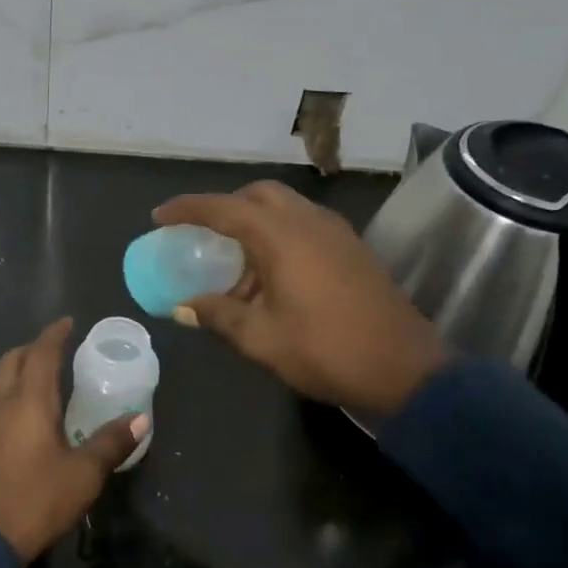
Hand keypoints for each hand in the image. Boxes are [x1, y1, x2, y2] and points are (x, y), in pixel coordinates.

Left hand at [0, 318, 148, 561]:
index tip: (68, 322)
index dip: (55, 334)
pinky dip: (10, 392)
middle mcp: (0, 402)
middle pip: (14, 359)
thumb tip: (141, 418)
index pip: (41, 353)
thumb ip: (110, 443)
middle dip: (34, 348)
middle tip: (57, 349)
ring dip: (19, 369)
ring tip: (42, 378)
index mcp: (28, 400)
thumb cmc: (35, 500)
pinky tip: (23, 415)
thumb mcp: (82, 475)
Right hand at [153, 181, 447, 417]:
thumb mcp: (262, 338)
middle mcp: (308, 221)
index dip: (187, 209)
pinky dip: (278, 234)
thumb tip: (185, 306)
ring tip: (234, 260)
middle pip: (258, 195)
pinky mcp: (352, 249)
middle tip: (202, 233)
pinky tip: (271, 273)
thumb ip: (219, 315)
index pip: (223, 208)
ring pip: (285, 207)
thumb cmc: (327, 351)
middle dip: (225, 206)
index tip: (159, 216)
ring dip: (254, 221)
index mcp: (281, 236)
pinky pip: (304, 224)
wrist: (408, 371)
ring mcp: (336, 232)